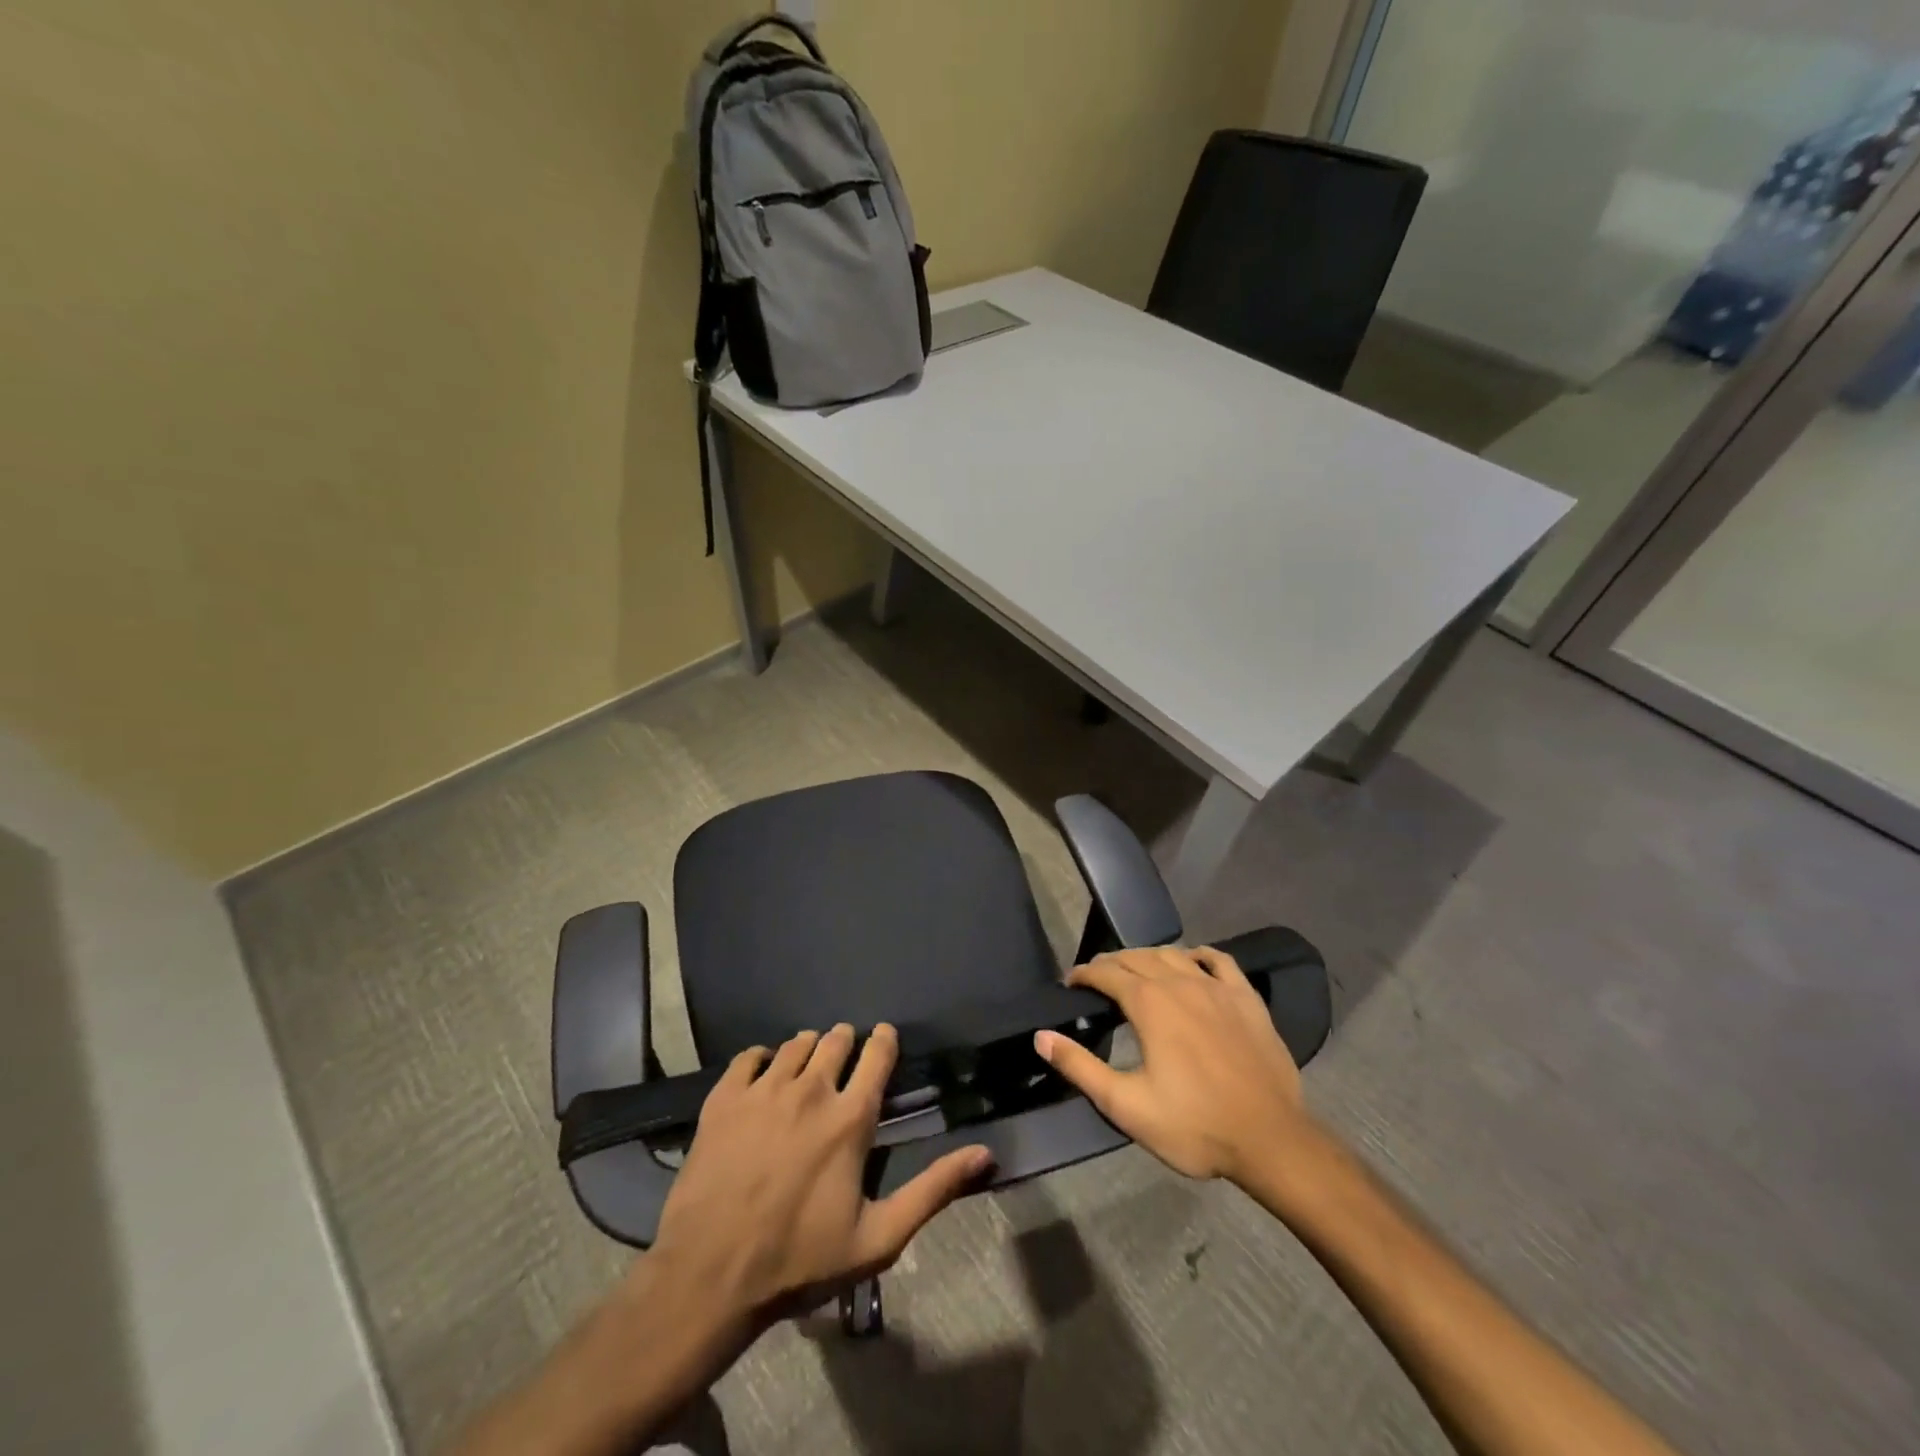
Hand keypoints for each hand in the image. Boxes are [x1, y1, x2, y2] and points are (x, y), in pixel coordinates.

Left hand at [647, 1023, 990, 1326]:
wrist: (710, 1275)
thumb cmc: (800, 1259)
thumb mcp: (878, 1239)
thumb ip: (933, 1191)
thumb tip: (985, 1154)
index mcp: (850, 1118)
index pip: (877, 1055)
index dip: (885, 1040)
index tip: (885, 1037)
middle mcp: (811, 1089)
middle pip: (835, 1040)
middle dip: (845, 1041)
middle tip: (844, 1054)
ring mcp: (764, 1090)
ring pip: (794, 1044)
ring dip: (807, 1048)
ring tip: (806, 1065)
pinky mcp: (725, 1098)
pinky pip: (749, 1057)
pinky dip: (761, 1059)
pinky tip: (762, 1074)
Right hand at [1035, 946, 1307, 1182]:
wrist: (1271, 1141)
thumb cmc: (1194, 1126)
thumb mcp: (1126, 1106)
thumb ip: (1080, 1067)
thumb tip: (1042, 1037)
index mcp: (1149, 1004)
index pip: (1106, 973)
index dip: (1084, 974)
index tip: (1070, 983)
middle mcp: (1180, 983)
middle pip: (1137, 957)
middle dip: (1111, 962)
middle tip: (1097, 978)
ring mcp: (1217, 987)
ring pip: (1174, 954)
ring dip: (1148, 956)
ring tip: (1136, 970)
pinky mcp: (1246, 998)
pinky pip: (1219, 960)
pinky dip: (1198, 955)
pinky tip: (1192, 962)